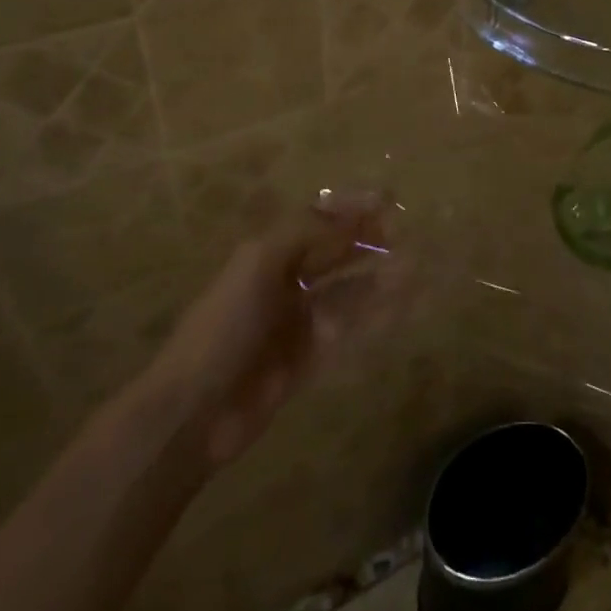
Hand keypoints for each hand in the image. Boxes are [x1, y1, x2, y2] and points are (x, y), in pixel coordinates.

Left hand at [144, 192, 404, 468]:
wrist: (195, 411)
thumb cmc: (226, 325)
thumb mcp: (261, 263)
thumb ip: (307, 234)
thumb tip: (353, 214)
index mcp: (268, 253)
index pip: (316, 219)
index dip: (349, 208)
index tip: (388, 199)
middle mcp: (286, 281)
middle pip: (334, 253)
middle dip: (368, 240)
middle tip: (407, 233)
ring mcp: (298, 321)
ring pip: (348, 291)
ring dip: (379, 279)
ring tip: (416, 268)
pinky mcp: (310, 358)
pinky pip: (350, 330)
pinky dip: (376, 317)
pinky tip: (402, 309)